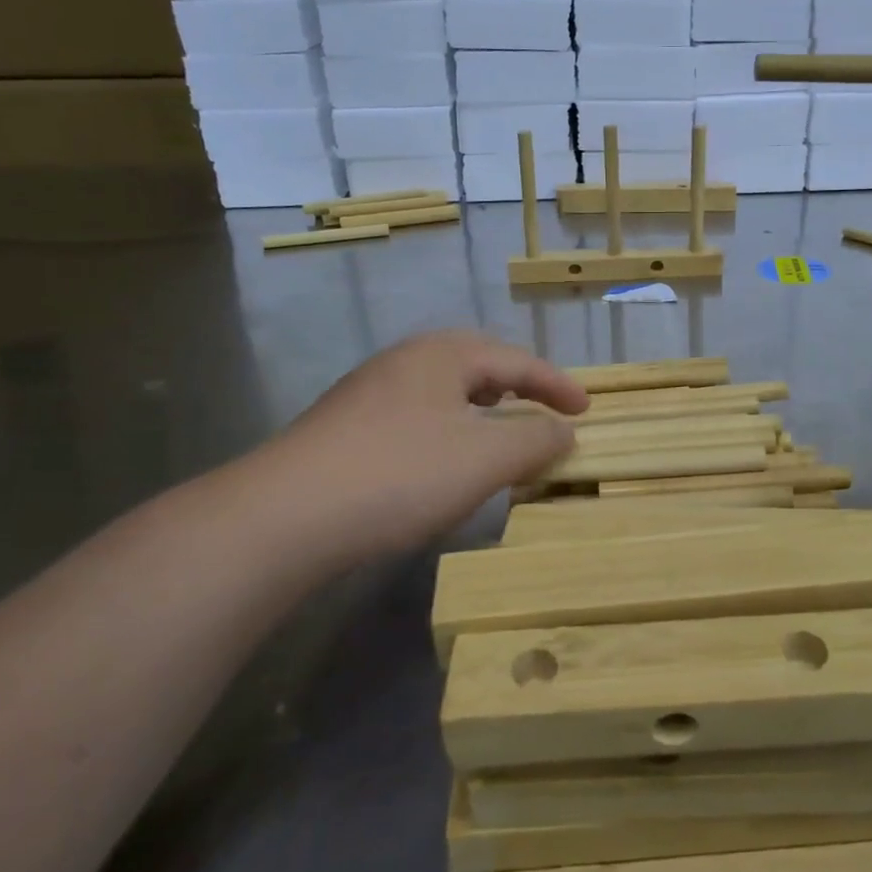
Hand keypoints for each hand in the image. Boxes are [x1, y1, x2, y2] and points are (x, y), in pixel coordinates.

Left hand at [226, 331, 587, 570]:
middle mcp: (404, 361)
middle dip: (517, 386)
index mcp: (443, 354)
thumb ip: (535, 439)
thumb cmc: (400, 474)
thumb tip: (563, 430)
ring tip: (500, 432)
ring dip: (481, 410)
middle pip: (477, 365)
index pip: (516, 360)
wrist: (284, 516)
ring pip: (443, 392)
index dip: (557, 384)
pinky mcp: (345, 428)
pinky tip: (443, 461)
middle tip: (545, 409)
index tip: (587, 410)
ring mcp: (369, 393)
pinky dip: (448, 431)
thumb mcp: (485, 458)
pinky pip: (416, 417)